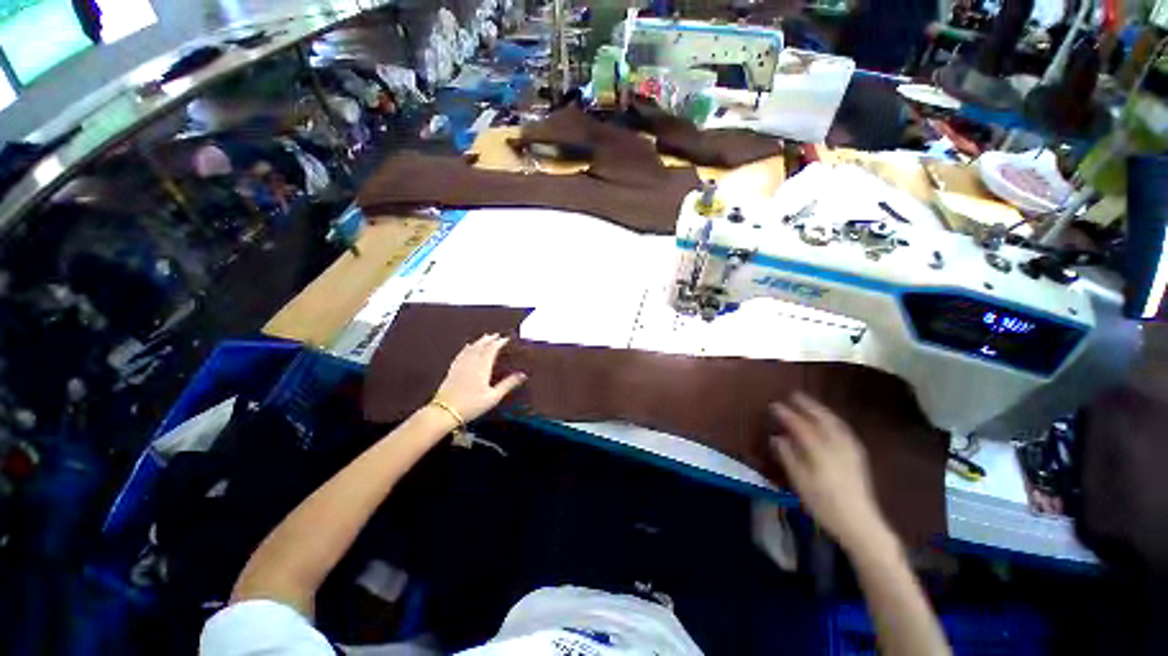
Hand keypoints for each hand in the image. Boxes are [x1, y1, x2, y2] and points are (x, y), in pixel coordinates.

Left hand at [432, 334, 526, 422]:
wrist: (444, 412)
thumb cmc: (472, 405)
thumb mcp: (493, 397)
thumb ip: (508, 384)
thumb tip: (523, 375)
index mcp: (482, 367)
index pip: (492, 349)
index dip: (499, 342)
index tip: (506, 339)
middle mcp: (471, 362)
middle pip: (480, 346)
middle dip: (489, 339)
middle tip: (496, 335)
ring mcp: (460, 365)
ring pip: (470, 348)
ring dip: (478, 341)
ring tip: (484, 337)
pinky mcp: (452, 370)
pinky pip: (461, 354)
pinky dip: (466, 348)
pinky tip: (467, 347)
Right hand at [769, 393, 891, 552]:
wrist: (860, 523)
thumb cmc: (824, 504)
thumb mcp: (800, 482)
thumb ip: (788, 457)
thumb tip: (777, 437)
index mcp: (820, 450)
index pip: (800, 426)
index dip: (787, 414)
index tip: (774, 405)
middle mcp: (836, 445)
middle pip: (822, 419)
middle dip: (808, 405)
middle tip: (794, 395)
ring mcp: (850, 449)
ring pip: (835, 423)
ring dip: (822, 410)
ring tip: (810, 404)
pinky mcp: (858, 456)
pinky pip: (844, 430)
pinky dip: (834, 421)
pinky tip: (831, 422)